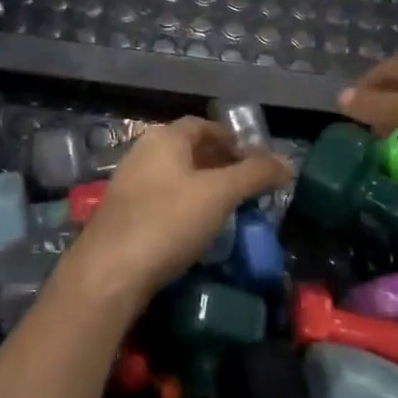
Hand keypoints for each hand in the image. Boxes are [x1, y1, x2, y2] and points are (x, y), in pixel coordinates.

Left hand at [66, 119, 292, 305]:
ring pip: (174, 176)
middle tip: (246, 186)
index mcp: (164, 138)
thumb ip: (255, 175)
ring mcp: (129, 183)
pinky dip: (184, 206)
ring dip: (202, 187)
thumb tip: (287, 163)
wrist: (110, 271)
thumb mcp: (219, 194)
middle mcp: (143, 152)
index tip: (255, 161)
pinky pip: (162, 199)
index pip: (203, 126)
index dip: (231, 139)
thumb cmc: (168, 221)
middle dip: (219, 163)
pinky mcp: (123, 214)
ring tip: (227, 209)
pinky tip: (196, 229)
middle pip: (188, 149)